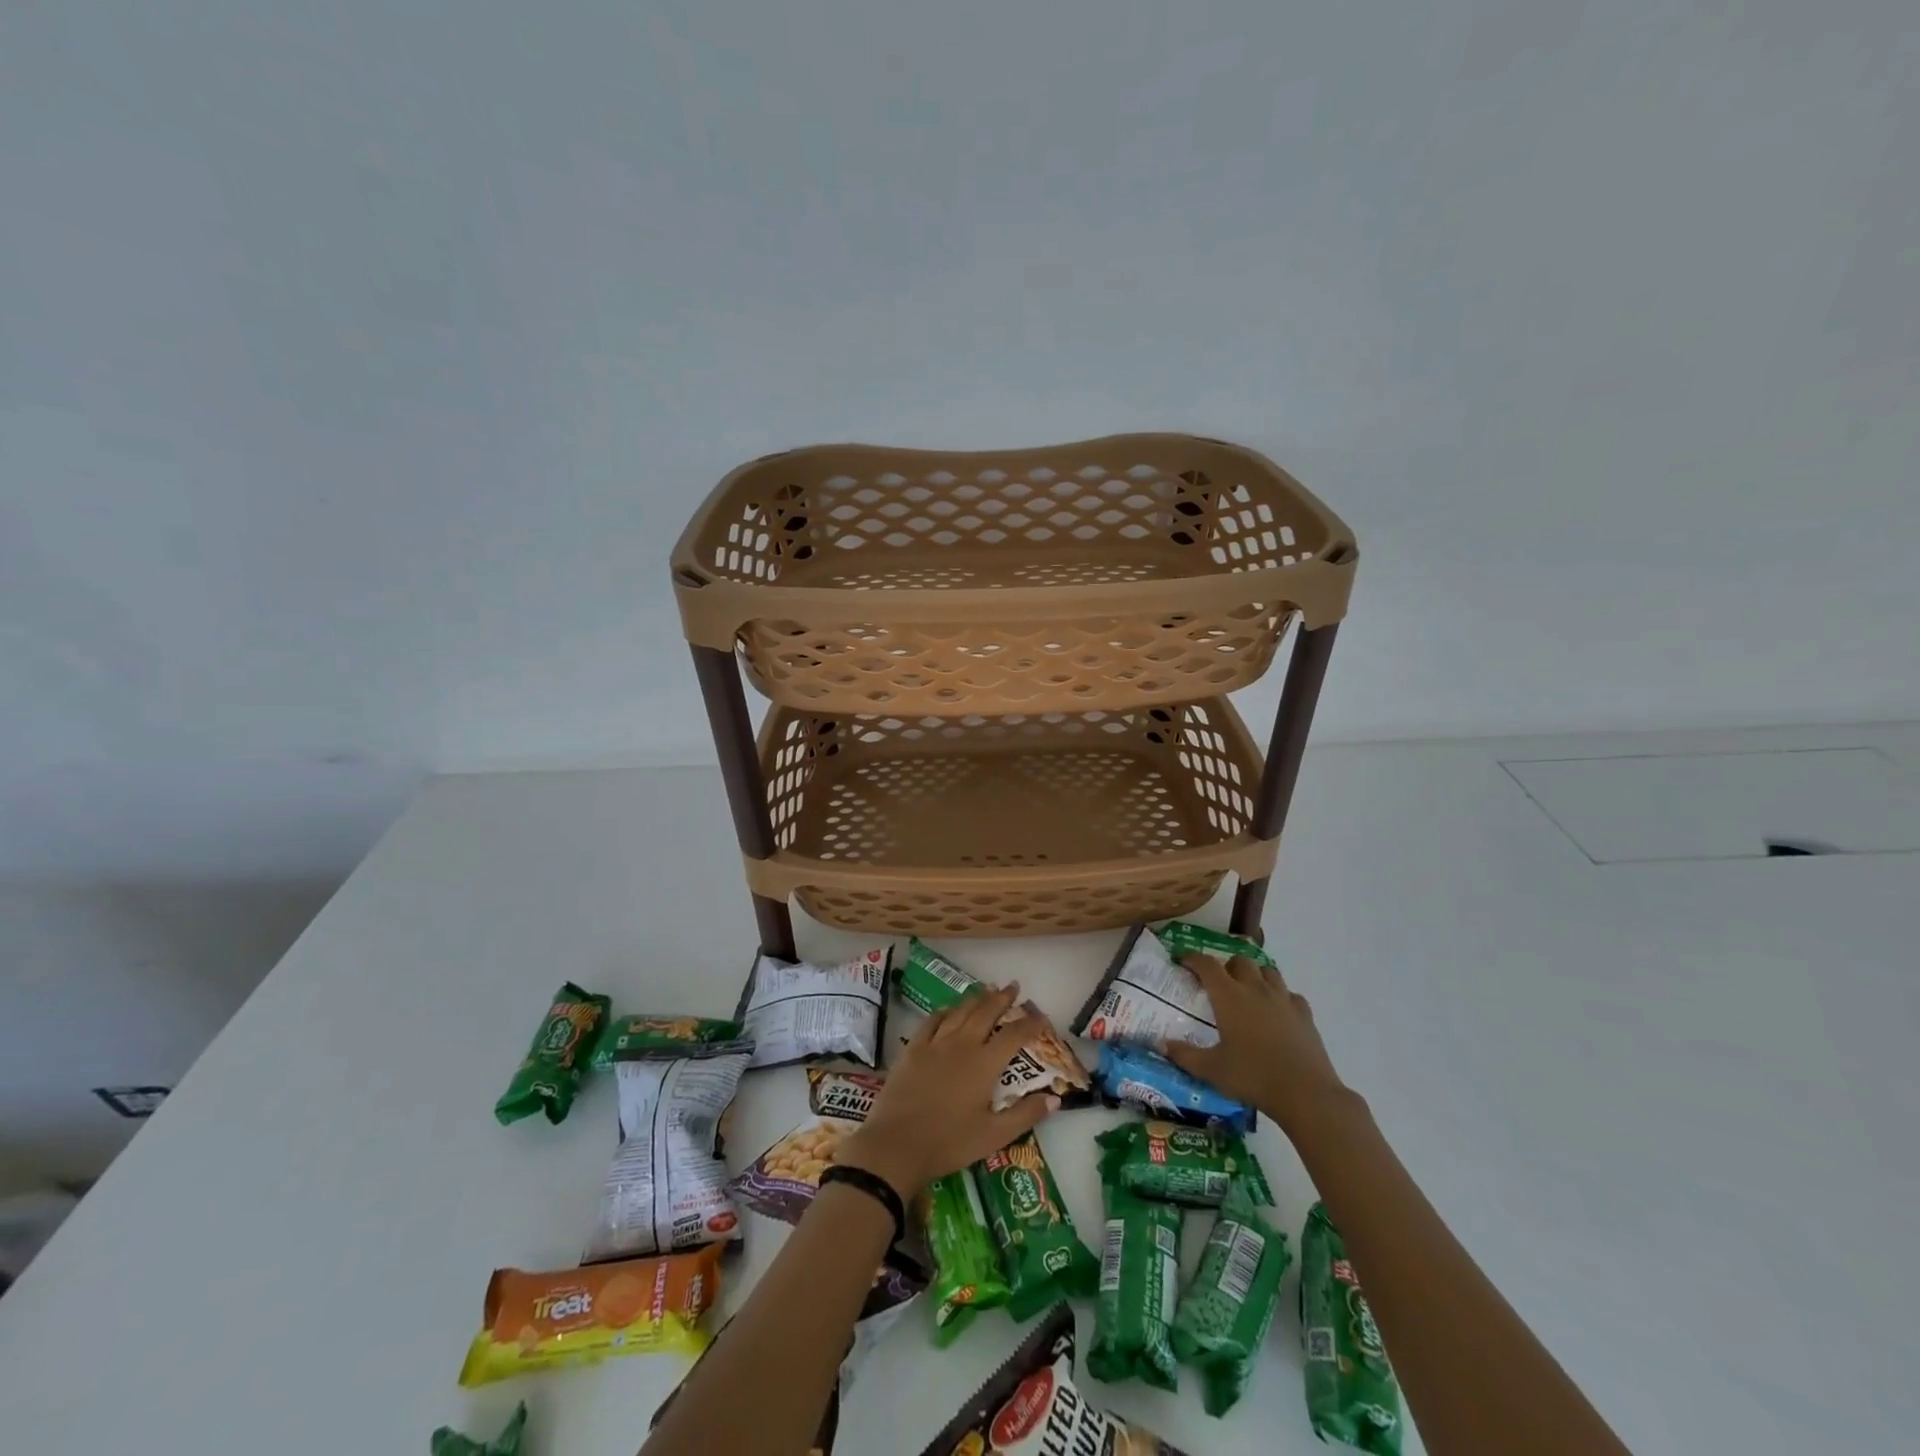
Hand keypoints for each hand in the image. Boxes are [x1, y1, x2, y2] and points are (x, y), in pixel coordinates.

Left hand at [836, 983, 1056, 1197]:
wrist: (897, 1145)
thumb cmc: (949, 1143)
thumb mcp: (994, 1136)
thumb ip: (1025, 1115)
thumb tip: (1055, 1098)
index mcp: (985, 1064)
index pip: (1014, 1036)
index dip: (1030, 1024)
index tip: (1041, 1017)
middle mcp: (962, 1045)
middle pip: (986, 1012)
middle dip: (1002, 998)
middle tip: (1014, 986)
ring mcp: (935, 1043)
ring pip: (960, 1011)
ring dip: (976, 998)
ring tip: (987, 988)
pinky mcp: (913, 1048)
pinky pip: (933, 1020)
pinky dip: (946, 1010)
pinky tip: (950, 1009)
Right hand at [1160, 953, 1352, 1136]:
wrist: (1305, 1093)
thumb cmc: (1253, 1077)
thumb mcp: (1211, 1070)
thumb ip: (1185, 1055)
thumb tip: (1162, 1044)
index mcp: (1229, 996)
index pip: (1207, 964)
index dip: (1193, 958)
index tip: (1183, 961)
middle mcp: (1255, 989)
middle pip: (1239, 961)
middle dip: (1226, 966)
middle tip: (1218, 984)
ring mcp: (1283, 999)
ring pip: (1267, 971)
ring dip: (1254, 975)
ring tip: (1248, 992)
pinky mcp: (1305, 1013)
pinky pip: (1289, 994)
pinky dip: (1280, 996)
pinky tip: (1277, 1012)